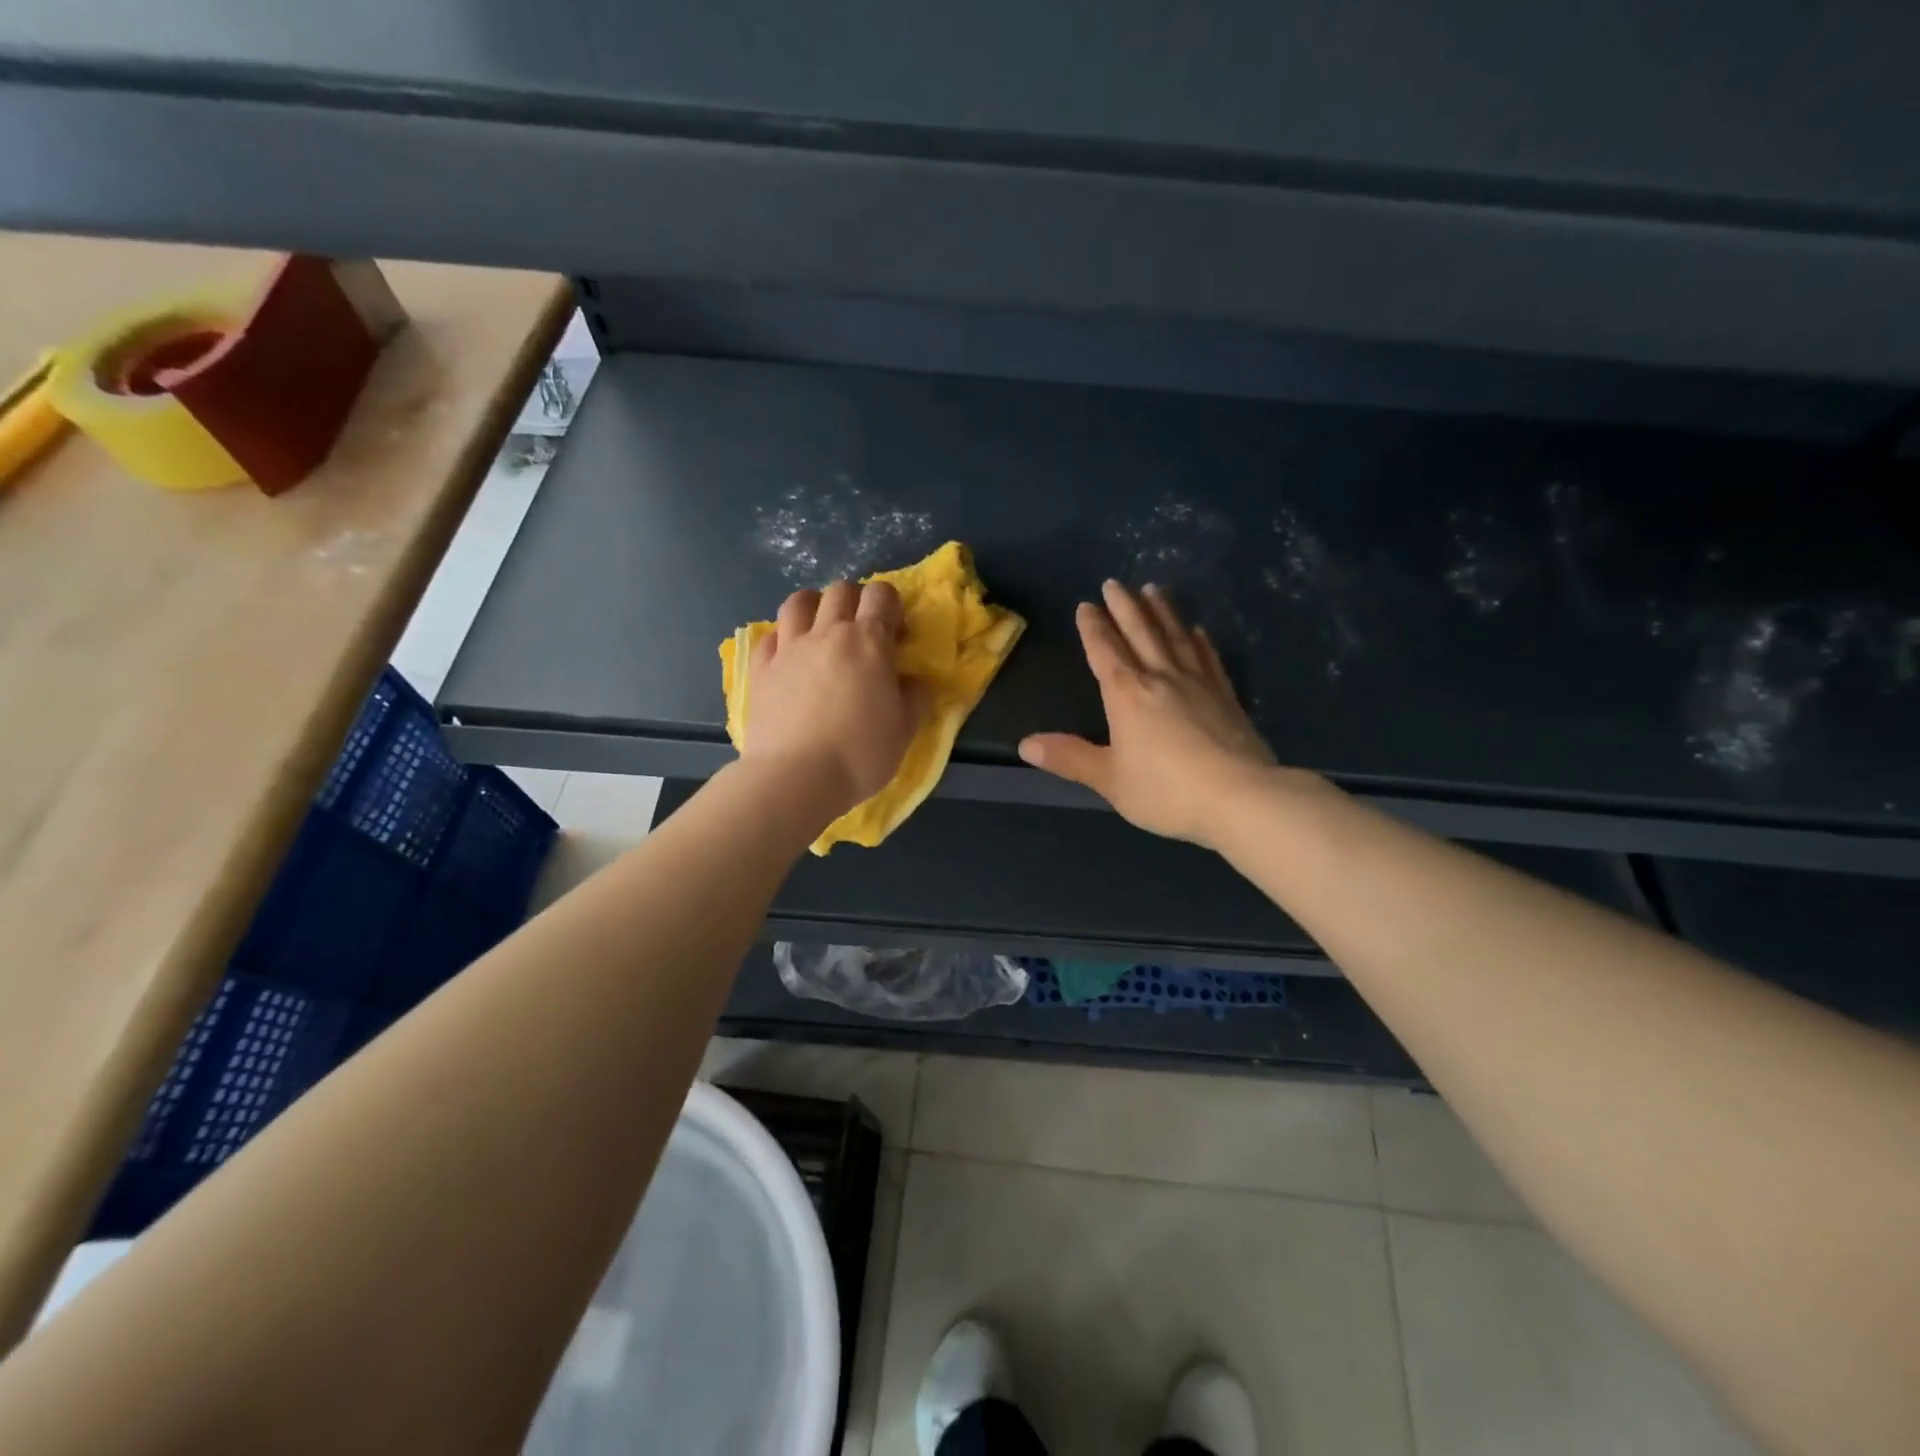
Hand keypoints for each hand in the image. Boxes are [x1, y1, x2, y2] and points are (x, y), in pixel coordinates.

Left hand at [740, 580, 930, 814]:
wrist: (796, 778)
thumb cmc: (860, 754)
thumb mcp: (905, 730)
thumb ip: (915, 697)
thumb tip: (915, 680)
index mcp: (868, 642)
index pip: (881, 595)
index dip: (891, 605)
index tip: (895, 632)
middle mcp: (827, 634)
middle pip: (840, 591)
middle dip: (855, 600)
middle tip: (862, 630)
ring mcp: (789, 648)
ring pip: (798, 602)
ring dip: (814, 605)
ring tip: (821, 628)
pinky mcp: (761, 669)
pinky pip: (770, 636)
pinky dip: (782, 637)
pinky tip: (789, 655)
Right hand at [1019, 581, 1279, 847]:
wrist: (1239, 797)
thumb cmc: (1165, 790)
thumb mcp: (1109, 779)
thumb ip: (1070, 758)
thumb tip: (1025, 744)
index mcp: (1127, 694)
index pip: (1105, 651)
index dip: (1093, 628)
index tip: (1086, 605)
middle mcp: (1161, 678)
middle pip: (1140, 633)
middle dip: (1124, 607)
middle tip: (1115, 583)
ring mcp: (1198, 683)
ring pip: (1175, 637)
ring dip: (1162, 612)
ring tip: (1154, 589)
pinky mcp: (1226, 696)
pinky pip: (1208, 658)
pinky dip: (1199, 641)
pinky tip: (1198, 631)